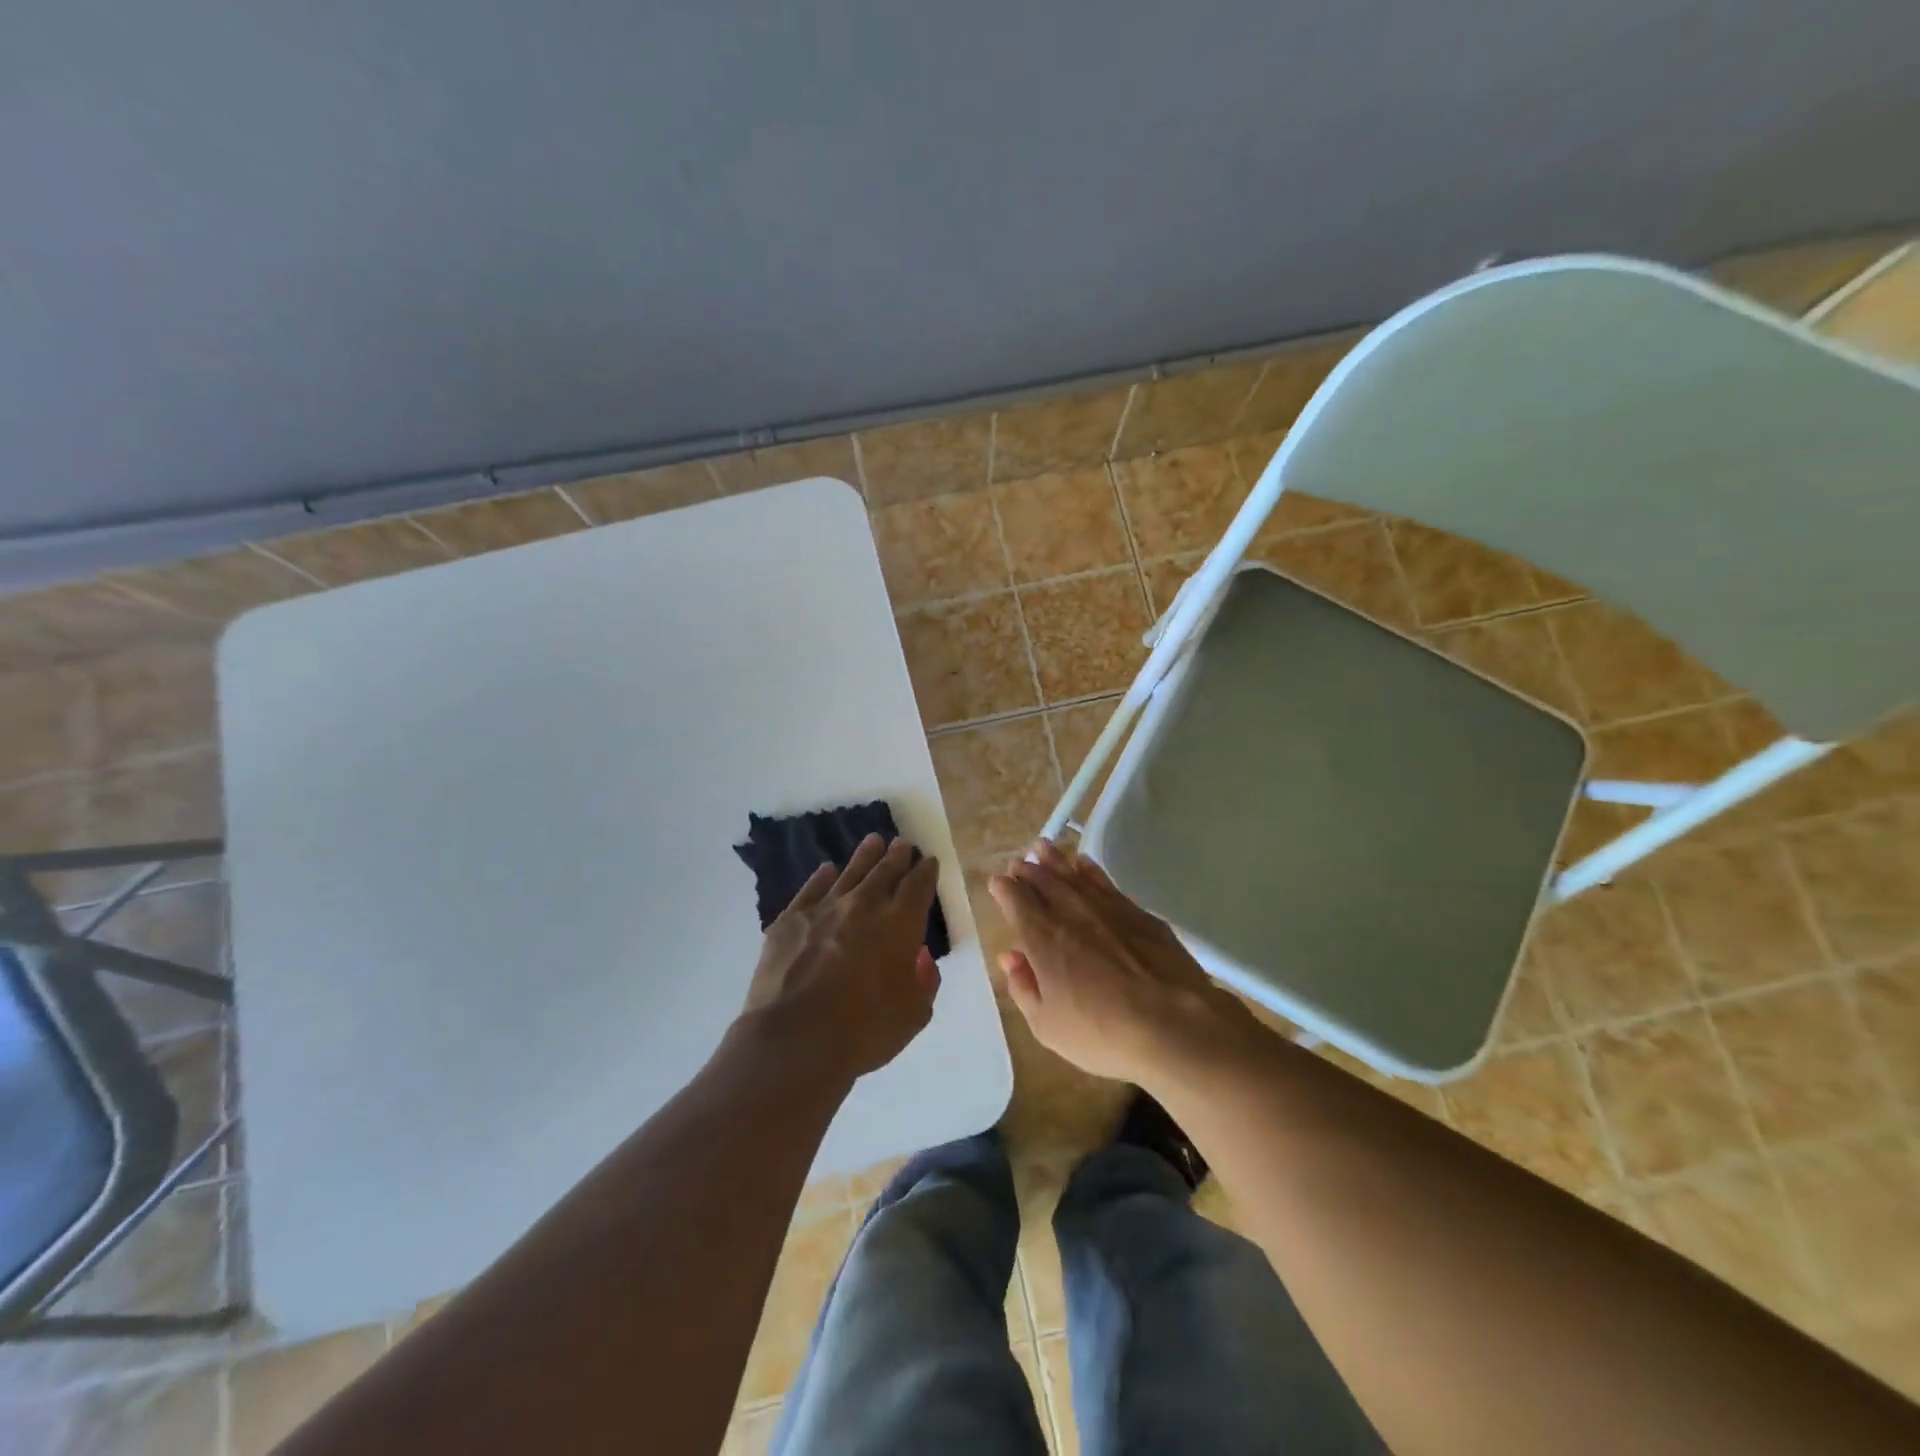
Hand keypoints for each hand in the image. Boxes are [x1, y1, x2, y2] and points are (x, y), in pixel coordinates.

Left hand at [742, 834, 942, 1080]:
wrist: (795, 1038)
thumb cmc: (864, 1031)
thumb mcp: (913, 1014)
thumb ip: (923, 981)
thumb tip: (919, 957)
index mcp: (900, 924)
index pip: (918, 886)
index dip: (926, 871)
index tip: (929, 861)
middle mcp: (864, 906)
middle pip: (885, 872)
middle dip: (897, 856)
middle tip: (902, 843)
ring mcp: (824, 909)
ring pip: (850, 873)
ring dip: (865, 856)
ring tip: (873, 841)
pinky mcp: (790, 920)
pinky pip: (811, 890)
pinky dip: (821, 877)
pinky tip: (827, 870)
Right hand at [989, 840, 1254, 1088]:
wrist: (1174, 1024)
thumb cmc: (1102, 1033)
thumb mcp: (1048, 1026)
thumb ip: (1024, 988)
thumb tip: (1010, 957)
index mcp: (1043, 939)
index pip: (1017, 902)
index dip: (1005, 889)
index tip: (998, 881)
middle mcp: (1071, 914)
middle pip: (1044, 882)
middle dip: (1028, 869)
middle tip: (1019, 861)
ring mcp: (1107, 909)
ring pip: (1074, 876)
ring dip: (1055, 860)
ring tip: (1042, 847)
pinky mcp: (1138, 914)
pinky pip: (1105, 882)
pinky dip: (1090, 871)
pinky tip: (1084, 864)